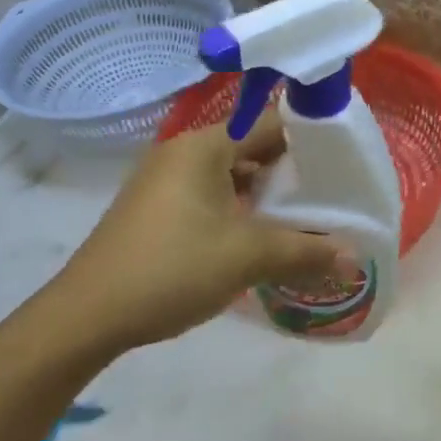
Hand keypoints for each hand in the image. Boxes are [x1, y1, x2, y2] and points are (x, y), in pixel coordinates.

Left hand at [40, 113, 344, 358]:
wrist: (86, 316)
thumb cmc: (171, 269)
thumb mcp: (247, 257)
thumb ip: (306, 251)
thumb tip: (355, 258)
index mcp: (203, 147)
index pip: (270, 124)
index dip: (310, 140)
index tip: (344, 162)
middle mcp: (183, 153)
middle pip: (251, 149)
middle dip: (291, 173)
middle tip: (332, 195)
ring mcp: (165, 182)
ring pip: (231, 176)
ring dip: (265, 196)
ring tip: (305, 219)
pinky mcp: (156, 210)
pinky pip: (210, 196)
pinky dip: (239, 210)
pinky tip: (261, 238)